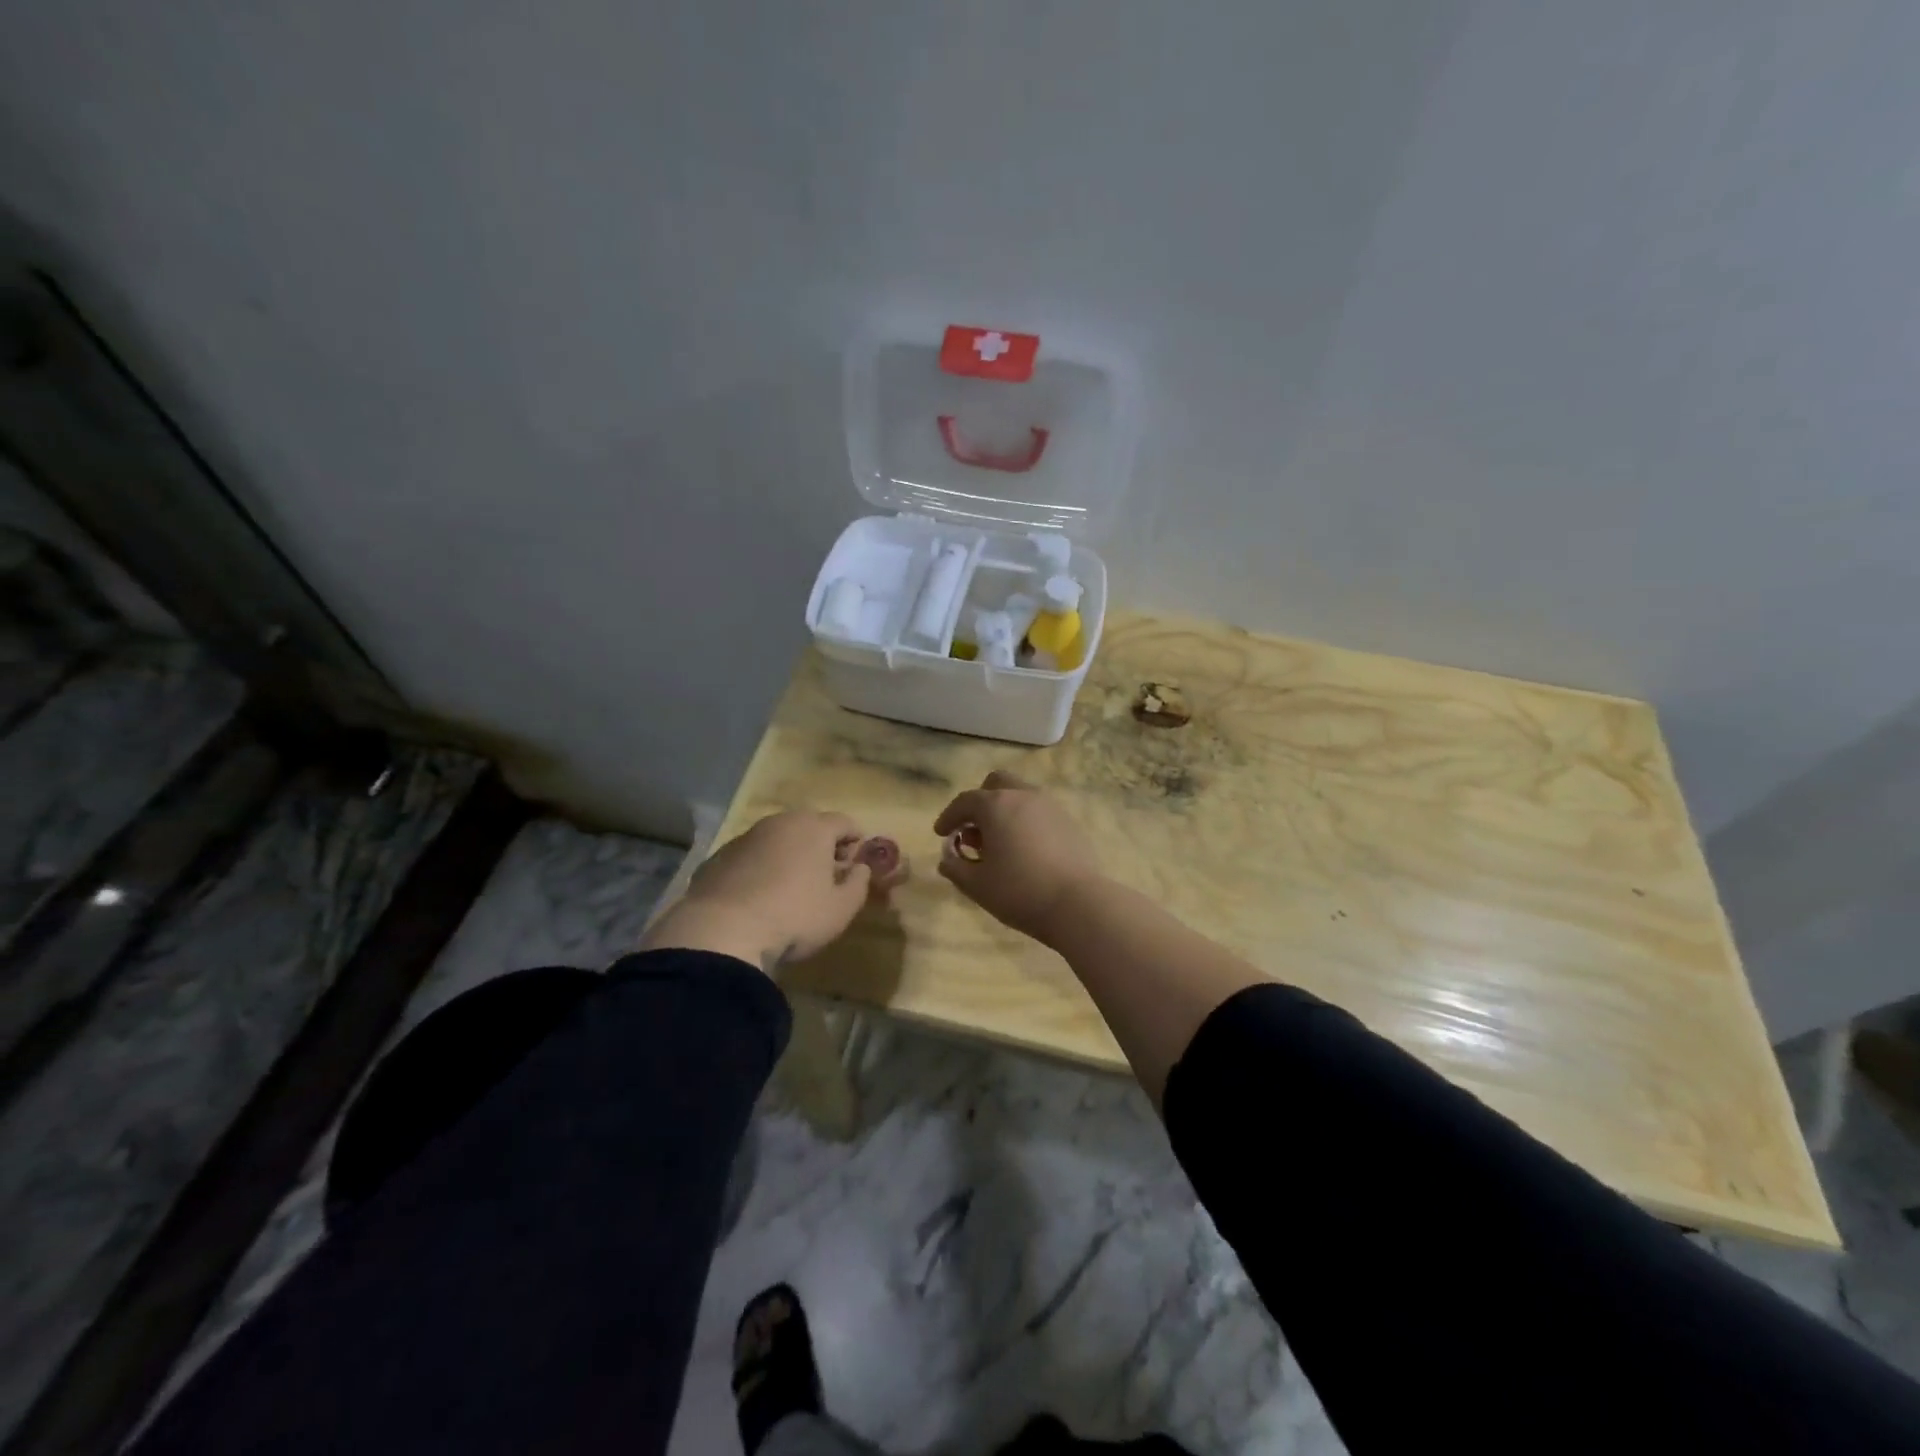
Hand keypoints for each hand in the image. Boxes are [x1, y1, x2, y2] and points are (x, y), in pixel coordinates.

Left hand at [642, 811, 907, 970]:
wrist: (722, 932)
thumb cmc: (794, 917)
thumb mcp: (840, 909)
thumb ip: (858, 884)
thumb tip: (860, 868)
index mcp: (814, 828)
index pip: (844, 822)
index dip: (855, 838)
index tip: (857, 857)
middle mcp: (780, 823)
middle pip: (808, 824)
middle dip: (822, 843)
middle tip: (828, 870)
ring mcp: (746, 837)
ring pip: (777, 838)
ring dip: (789, 853)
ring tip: (793, 883)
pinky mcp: (719, 857)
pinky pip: (751, 855)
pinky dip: (761, 866)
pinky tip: (760, 893)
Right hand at [934, 772, 1102, 943]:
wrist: (1077, 903)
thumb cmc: (1019, 891)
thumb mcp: (976, 885)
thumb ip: (955, 867)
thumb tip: (947, 858)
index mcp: (996, 805)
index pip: (965, 801)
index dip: (948, 816)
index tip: (941, 834)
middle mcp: (1023, 796)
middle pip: (996, 784)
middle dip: (980, 803)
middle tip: (973, 831)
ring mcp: (1050, 806)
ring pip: (1020, 796)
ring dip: (1004, 811)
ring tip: (999, 844)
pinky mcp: (1069, 822)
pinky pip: (1039, 812)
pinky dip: (1025, 822)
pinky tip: (1025, 850)